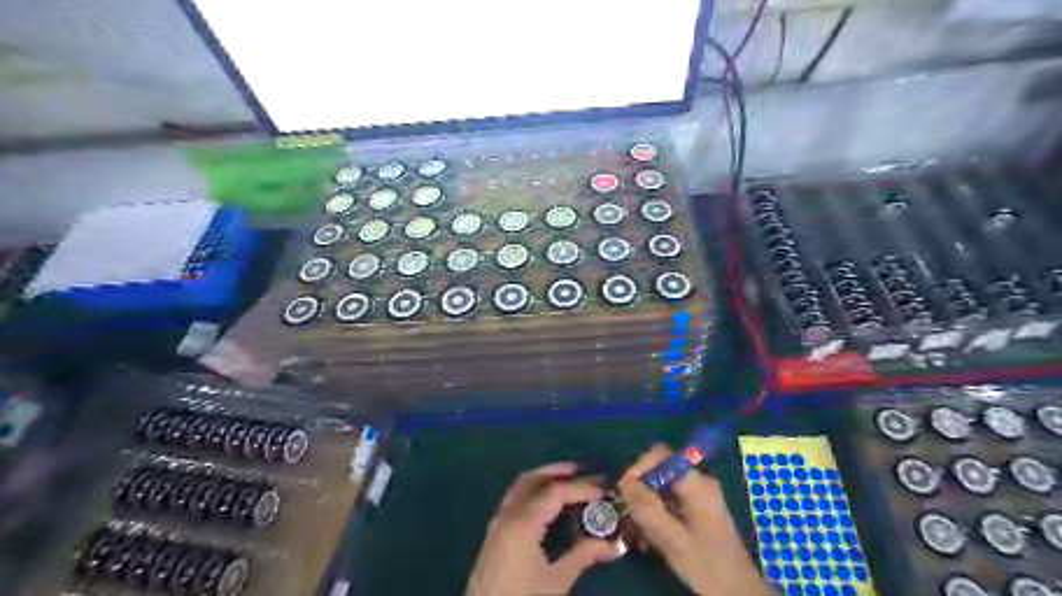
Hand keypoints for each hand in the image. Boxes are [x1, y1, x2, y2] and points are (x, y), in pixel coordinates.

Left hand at [467, 464, 623, 594]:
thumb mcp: (556, 582)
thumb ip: (583, 556)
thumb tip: (613, 545)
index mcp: (523, 523)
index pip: (555, 492)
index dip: (580, 487)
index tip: (603, 489)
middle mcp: (508, 514)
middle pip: (533, 479)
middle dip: (559, 472)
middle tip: (585, 472)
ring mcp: (498, 521)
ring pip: (521, 485)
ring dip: (544, 478)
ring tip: (568, 480)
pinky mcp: (495, 532)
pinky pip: (515, 497)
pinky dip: (533, 489)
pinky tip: (548, 501)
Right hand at [619, 444, 778, 595]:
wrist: (737, 591)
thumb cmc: (708, 565)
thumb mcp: (674, 539)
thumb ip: (648, 509)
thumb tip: (624, 483)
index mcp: (697, 483)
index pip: (661, 456)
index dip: (639, 467)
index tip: (623, 490)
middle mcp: (698, 482)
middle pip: (659, 471)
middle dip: (641, 489)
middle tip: (629, 513)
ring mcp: (697, 495)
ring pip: (661, 487)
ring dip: (646, 505)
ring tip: (639, 530)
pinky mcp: (695, 509)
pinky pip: (667, 500)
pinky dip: (655, 513)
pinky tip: (650, 536)